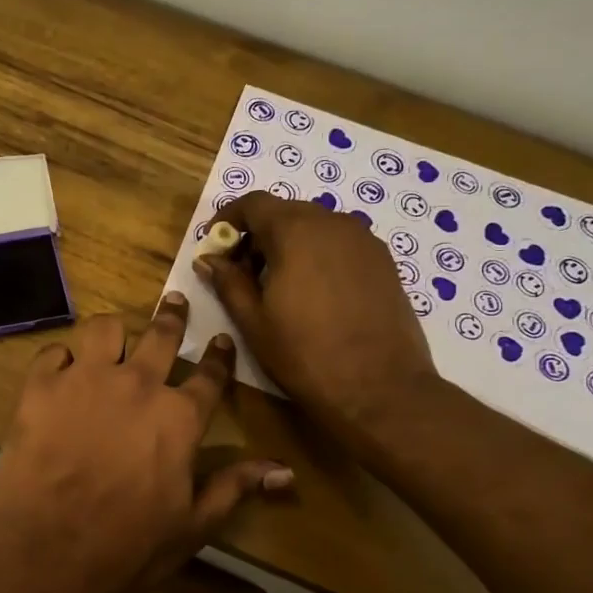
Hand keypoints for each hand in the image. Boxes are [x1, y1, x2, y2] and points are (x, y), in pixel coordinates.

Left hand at [0, 294, 292, 592]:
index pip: (210, 376)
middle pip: (161, 336)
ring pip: (105, 329)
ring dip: (113, 333)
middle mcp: (137, 385)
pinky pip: (54, 353)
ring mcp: (86, 380)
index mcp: (179, 417)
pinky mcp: (42, 386)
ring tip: (112, 337)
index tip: (222, 339)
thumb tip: (285, 471)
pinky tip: (60, 372)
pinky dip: (60, 360)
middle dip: (173, 316)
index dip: (219, 356)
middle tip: (175, 301)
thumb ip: (235, 487)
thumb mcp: (193, 525)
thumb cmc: (128, 545)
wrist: (49, 549)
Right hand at [199, 193, 437, 447]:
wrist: (380, 389)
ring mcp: (365, 241)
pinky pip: (340, 244)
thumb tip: (208, 259)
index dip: (229, 218)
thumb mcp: (253, 321)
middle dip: (258, 234)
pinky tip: (312, 293)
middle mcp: (334, 223)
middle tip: (240, 271)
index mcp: (296, 231)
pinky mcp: (384, 262)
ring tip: (276, 285)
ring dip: (288, 244)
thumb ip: (228, 282)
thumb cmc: (305, 355)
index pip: (254, 203)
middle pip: (286, 212)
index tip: (214, 243)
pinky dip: (317, 255)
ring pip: (315, 227)